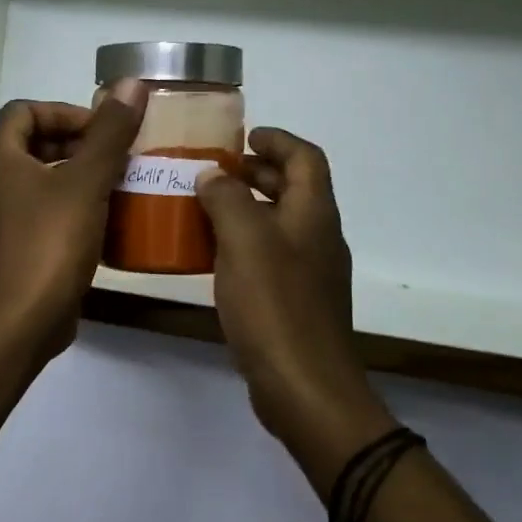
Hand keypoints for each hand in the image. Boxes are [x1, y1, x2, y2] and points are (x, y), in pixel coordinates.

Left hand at [0, 82, 145, 360]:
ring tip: (112, 183)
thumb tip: (131, 83)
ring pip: (34, 180)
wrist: (23, 319)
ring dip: (71, 175)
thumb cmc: (51, 241)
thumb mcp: (87, 181)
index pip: (25, 111)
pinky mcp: (5, 247)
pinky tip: (97, 219)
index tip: (103, 129)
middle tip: (113, 155)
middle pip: (29, 144)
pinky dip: (63, 205)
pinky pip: (35, 211)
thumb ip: (109, 132)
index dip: (65, 112)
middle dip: (73, 144)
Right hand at [196, 129, 390, 454]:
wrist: (304, 385)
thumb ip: (225, 199)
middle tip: (214, 168)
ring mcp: (310, 272)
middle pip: (293, 188)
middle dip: (256, 172)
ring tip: (204, 206)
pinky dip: (244, 243)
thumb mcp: (243, 239)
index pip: (305, 158)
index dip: (277, 140)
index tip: (243, 135)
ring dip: (246, 208)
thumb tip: (212, 176)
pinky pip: (269, 256)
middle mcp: (318, 236)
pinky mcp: (295, 301)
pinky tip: (212, 256)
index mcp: (314, 213)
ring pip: (279, 223)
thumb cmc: (275, 304)